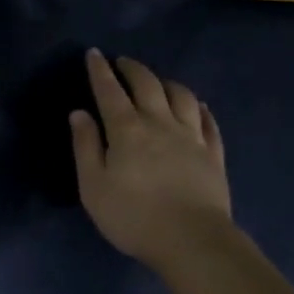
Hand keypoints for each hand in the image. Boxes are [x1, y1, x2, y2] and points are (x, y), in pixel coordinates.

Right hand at [70, 48, 231, 270]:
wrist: (192, 240)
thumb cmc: (133, 217)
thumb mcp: (93, 187)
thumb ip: (85, 147)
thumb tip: (79, 113)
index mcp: (127, 130)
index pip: (110, 91)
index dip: (100, 71)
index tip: (94, 54)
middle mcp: (160, 123)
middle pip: (148, 85)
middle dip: (133, 69)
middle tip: (123, 62)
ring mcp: (191, 136)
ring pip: (181, 96)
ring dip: (167, 83)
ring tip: (159, 81)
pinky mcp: (213, 154)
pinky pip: (208, 122)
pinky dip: (199, 108)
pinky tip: (197, 106)